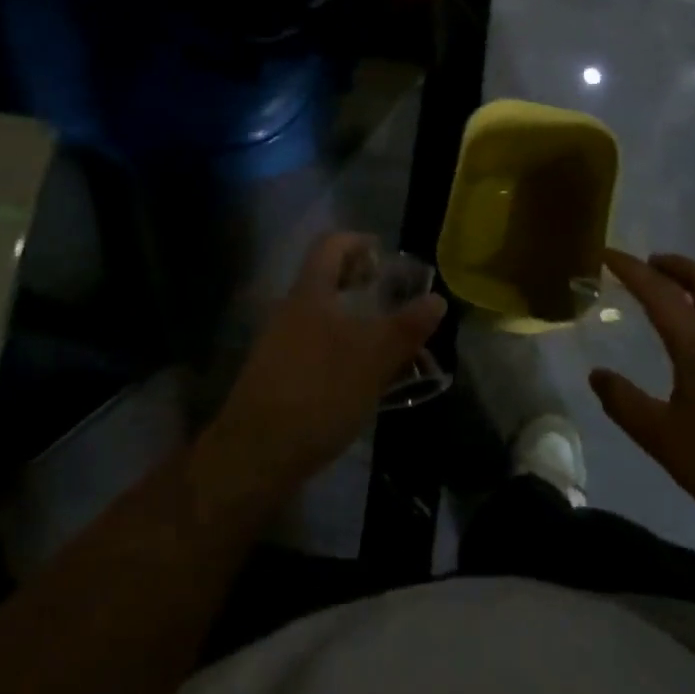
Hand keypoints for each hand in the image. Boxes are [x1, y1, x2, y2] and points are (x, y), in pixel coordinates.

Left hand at [199, 232, 445, 503]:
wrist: (257, 452)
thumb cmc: (319, 391)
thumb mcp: (373, 359)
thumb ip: (406, 328)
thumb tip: (437, 298)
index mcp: (310, 292)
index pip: (331, 245)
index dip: (358, 241)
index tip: (385, 255)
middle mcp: (290, 309)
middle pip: (326, 279)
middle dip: (361, 284)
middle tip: (394, 300)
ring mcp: (279, 342)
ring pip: (322, 315)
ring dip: (353, 320)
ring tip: (386, 343)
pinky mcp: (278, 374)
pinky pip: (314, 346)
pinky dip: (340, 348)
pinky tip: (360, 377)